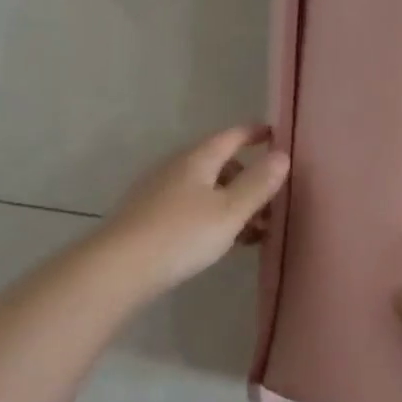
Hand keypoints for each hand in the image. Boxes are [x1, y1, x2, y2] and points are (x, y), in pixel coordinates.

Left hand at [99, 126, 290, 298]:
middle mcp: (176, 168)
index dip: (254, 134)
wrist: (119, 267)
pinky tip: (219, 243)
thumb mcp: (229, 211)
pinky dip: (212, 217)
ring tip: (251, 234)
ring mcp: (159, 192)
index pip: (231, 136)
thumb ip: (258, 184)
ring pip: (206, 189)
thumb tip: (282, 155)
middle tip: (270, 206)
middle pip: (219, 164)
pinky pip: (191, 207)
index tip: (275, 135)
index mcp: (197, 159)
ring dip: (232, 204)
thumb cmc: (181, 234)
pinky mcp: (149, 216)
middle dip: (247, 180)